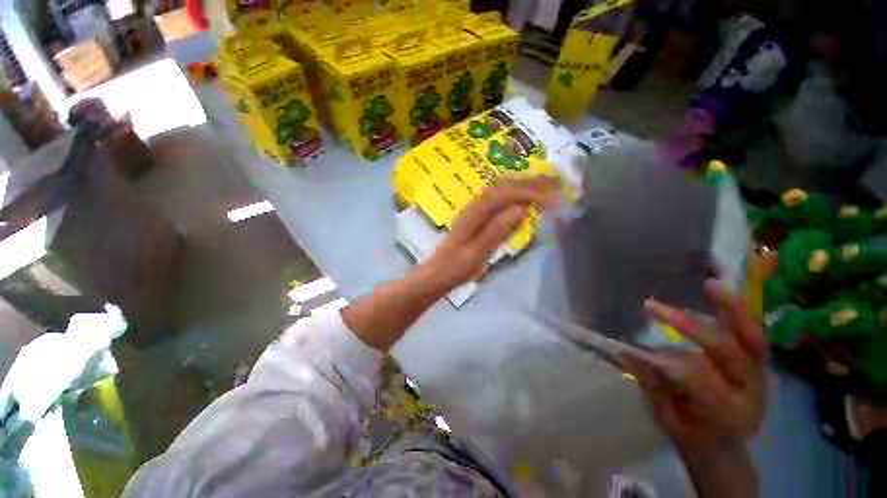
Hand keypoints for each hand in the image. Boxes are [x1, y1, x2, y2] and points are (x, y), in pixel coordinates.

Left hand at [423, 176, 558, 288]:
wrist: (437, 273)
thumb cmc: (455, 268)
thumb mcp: (476, 255)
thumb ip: (496, 232)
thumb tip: (521, 210)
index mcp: (473, 215)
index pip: (503, 195)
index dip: (528, 193)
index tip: (551, 198)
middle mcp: (473, 207)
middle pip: (503, 187)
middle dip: (530, 183)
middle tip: (556, 181)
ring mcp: (473, 210)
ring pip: (500, 190)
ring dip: (522, 185)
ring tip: (545, 184)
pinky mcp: (475, 216)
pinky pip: (497, 198)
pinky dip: (513, 193)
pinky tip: (522, 195)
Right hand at [621, 280, 766, 446]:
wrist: (722, 441)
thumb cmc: (691, 431)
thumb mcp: (668, 417)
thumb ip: (652, 385)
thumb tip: (626, 352)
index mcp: (729, 413)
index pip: (701, 378)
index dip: (668, 358)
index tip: (634, 347)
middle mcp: (751, 390)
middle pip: (725, 351)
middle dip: (688, 325)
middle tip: (653, 307)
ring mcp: (758, 373)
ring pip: (750, 336)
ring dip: (731, 308)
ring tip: (708, 284)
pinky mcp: (757, 361)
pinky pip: (751, 332)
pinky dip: (737, 311)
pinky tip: (718, 291)